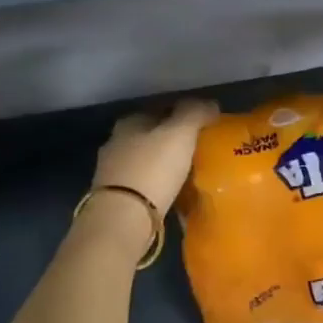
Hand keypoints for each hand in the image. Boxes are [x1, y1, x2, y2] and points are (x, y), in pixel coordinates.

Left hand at [92, 99, 219, 217]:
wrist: (123, 218)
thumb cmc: (153, 169)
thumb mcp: (180, 133)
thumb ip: (195, 114)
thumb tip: (210, 104)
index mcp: (130, 122)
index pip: (159, 109)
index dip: (182, 114)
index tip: (203, 125)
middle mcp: (116, 142)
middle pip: (150, 135)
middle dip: (171, 140)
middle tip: (198, 149)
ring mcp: (112, 172)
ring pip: (145, 160)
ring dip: (163, 164)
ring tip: (188, 172)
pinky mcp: (115, 198)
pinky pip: (142, 184)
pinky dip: (157, 184)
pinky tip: (172, 191)